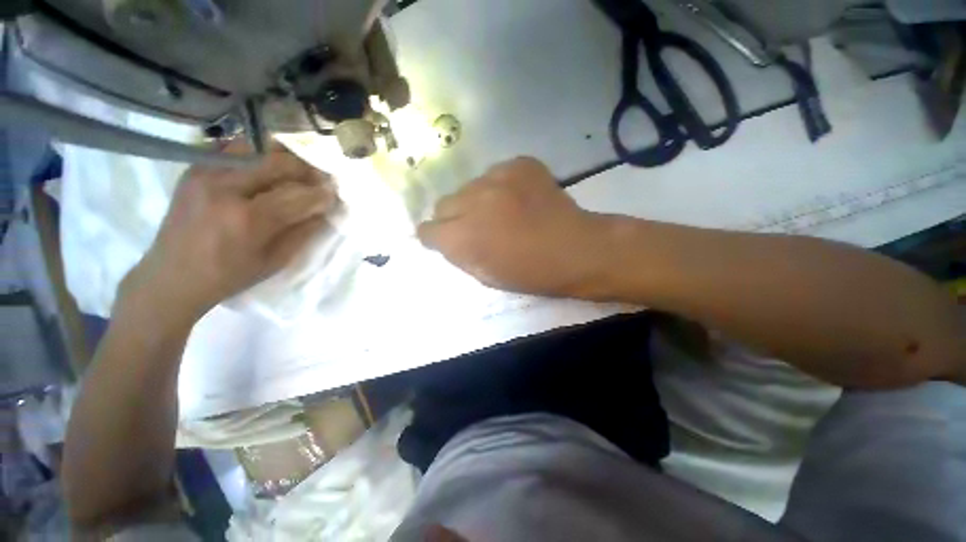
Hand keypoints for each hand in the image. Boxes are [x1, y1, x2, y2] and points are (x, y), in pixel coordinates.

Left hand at [121, 143, 338, 324]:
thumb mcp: (276, 260)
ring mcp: (206, 174)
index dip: (322, 193)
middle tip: (321, 179)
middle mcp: (225, 188)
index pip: (298, 195)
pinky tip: (267, 167)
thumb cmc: (229, 275)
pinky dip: (257, 154)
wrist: (172, 276)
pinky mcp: (194, 169)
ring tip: (297, 171)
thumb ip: (304, 231)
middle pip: (279, 163)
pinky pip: (233, 150)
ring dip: (284, 158)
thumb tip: (325, 210)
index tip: (335, 194)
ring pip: (257, 149)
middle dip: (307, 170)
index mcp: (248, 218)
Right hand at [418, 157, 610, 297]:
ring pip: (468, 187)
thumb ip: (458, 254)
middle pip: (444, 204)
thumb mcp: (485, 276)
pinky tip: (519, 199)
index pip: (427, 229)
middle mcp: (473, 201)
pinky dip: (500, 187)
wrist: (576, 249)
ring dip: (477, 201)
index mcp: (464, 237)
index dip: (436, 236)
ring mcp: (498, 178)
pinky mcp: (519, 164)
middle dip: (454, 218)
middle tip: (476, 226)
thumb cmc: (530, 273)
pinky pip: (495, 174)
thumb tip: (444, 237)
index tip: (446, 239)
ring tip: (502, 211)